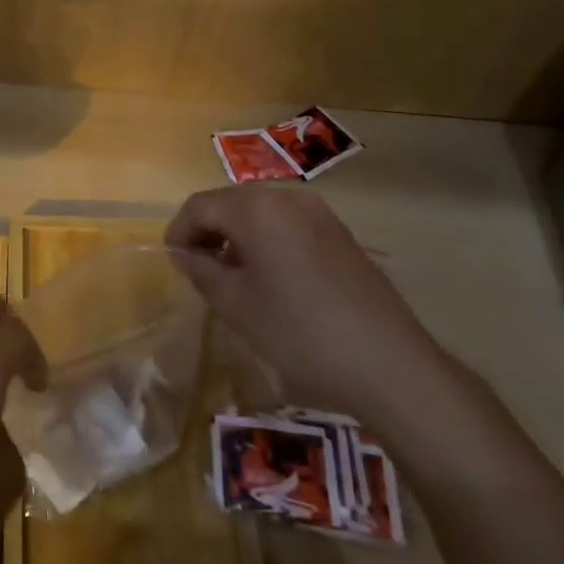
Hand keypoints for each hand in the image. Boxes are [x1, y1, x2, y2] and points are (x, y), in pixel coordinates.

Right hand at [165, 184, 444, 420]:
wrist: (389, 364)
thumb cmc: (299, 332)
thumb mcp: (236, 305)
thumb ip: (202, 271)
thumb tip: (185, 254)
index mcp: (256, 209)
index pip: (200, 206)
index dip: (179, 231)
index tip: (173, 262)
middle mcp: (287, 198)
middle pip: (230, 202)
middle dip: (208, 230)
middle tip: (198, 268)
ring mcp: (319, 213)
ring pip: (260, 212)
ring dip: (237, 235)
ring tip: (232, 276)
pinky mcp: (341, 234)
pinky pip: (288, 224)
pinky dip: (267, 240)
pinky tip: (271, 278)